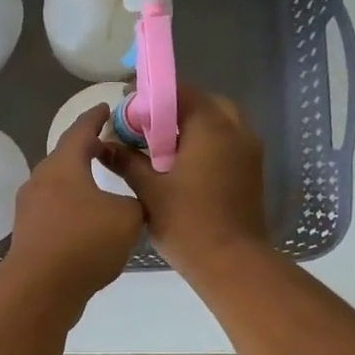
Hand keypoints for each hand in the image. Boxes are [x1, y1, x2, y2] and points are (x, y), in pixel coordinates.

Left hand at [3, 107, 144, 305]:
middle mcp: (41, 180)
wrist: (41, 288)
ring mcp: (29, 207)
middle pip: (65, 157)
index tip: (107, 108)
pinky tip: (86, 221)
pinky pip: (53, 209)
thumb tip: (130, 203)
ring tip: (100, 185)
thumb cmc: (85, 242)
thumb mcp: (128, 217)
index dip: (96, 118)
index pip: (80, 130)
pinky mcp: (28, 232)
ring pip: (58, 185)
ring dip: (78, 182)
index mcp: (63, 165)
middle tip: (108, 147)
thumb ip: (135, 201)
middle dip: (86, 150)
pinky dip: (71, 207)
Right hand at [105, 87, 268, 276]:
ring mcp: (248, 150)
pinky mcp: (251, 170)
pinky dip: (205, 142)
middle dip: (173, 109)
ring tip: (161, 148)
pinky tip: (180, 165)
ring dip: (191, 126)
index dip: (152, 94)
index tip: (129, 107)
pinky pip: (227, 141)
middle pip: (202, 102)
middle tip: (145, 128)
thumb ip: (126, 161)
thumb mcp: (149, 190)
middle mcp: (235, 130)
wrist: (232, 263)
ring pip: (218, 121)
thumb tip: (103, 144)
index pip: (180, 91)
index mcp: (210, 127)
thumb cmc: (187, 223)